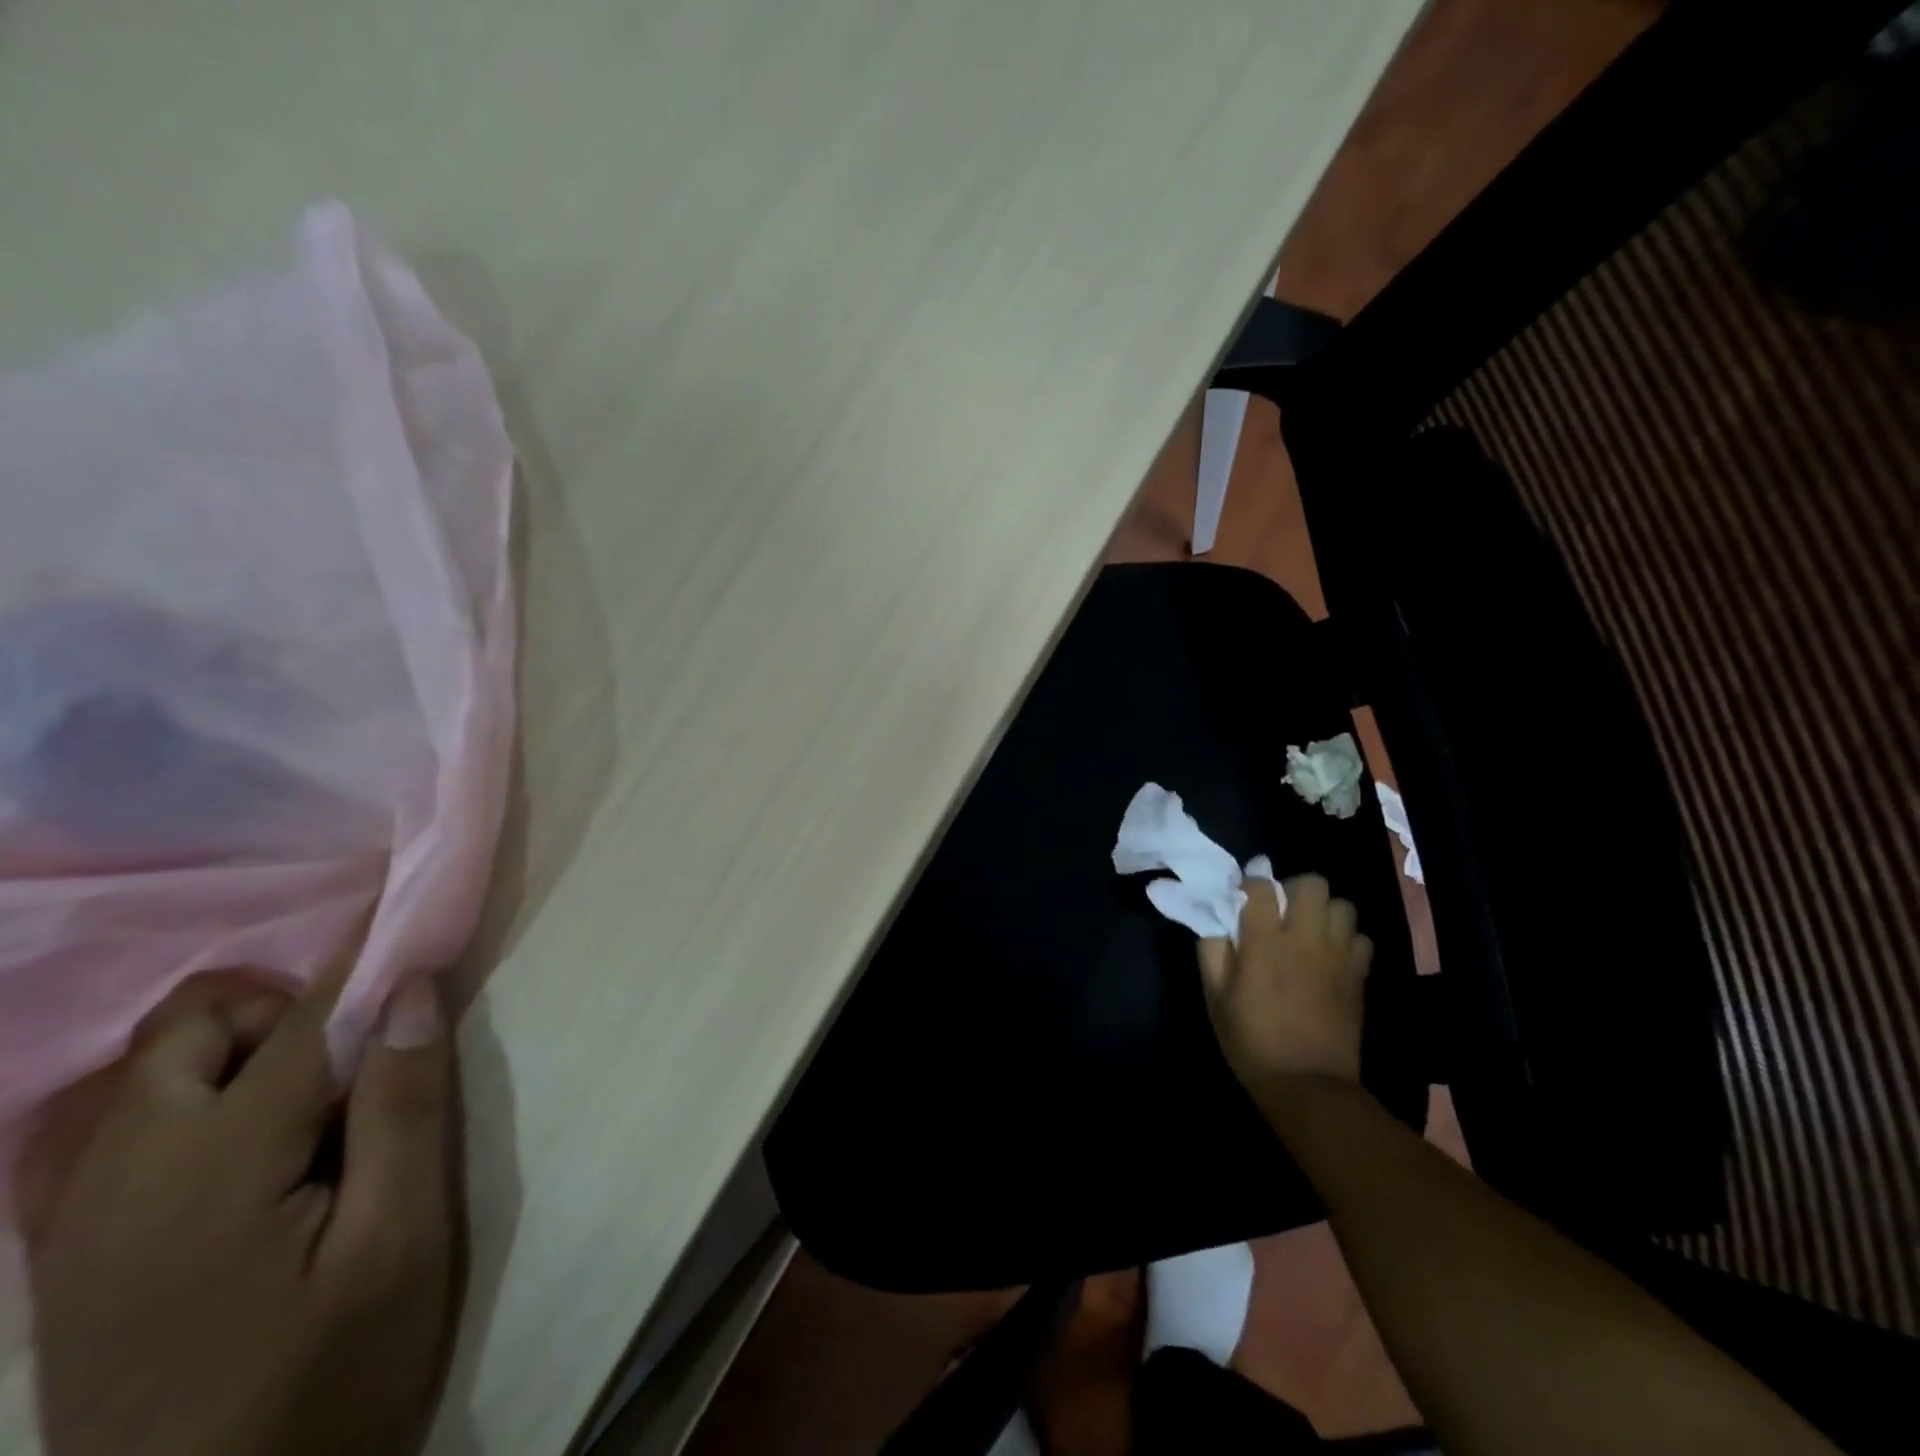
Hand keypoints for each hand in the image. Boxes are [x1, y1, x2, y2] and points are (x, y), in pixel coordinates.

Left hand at [19, 963, 460, 1455]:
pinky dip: (192, 1095)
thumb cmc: (328, 1377)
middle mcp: (123, 1172)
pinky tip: (244, 1148)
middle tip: (354, 1055)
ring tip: (309, 1103)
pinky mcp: (72, 1251)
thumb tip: (409, 992)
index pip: (307, 1019)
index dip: (366, 958)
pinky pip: (120, 1124)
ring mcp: (80, 1216)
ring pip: (149, 1068)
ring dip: (238, 1048)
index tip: (407, 909)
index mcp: (214, 1166)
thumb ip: (404, 1107)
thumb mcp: (400, 1243)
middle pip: (194, 1024)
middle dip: (283, 1006)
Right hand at [1197, 874, 1371, 1096]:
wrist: (1309, 1086)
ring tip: (1309, 930)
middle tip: (1282, 910)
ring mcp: (1337, 956)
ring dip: (1324, 911)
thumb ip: (1211, 951)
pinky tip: (1331, 956)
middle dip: (1294, 888)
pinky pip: (1361, 938)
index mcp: (1263, 942)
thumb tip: (1215, 921)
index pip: (1261, 886)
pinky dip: (1347, 939)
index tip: (1243, 895)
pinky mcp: (1359, 975)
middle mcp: (1304, 939)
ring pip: (1342, 905)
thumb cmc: (1252, 1041)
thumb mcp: (1215, 998)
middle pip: (1312, 884)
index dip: (1251, 883)